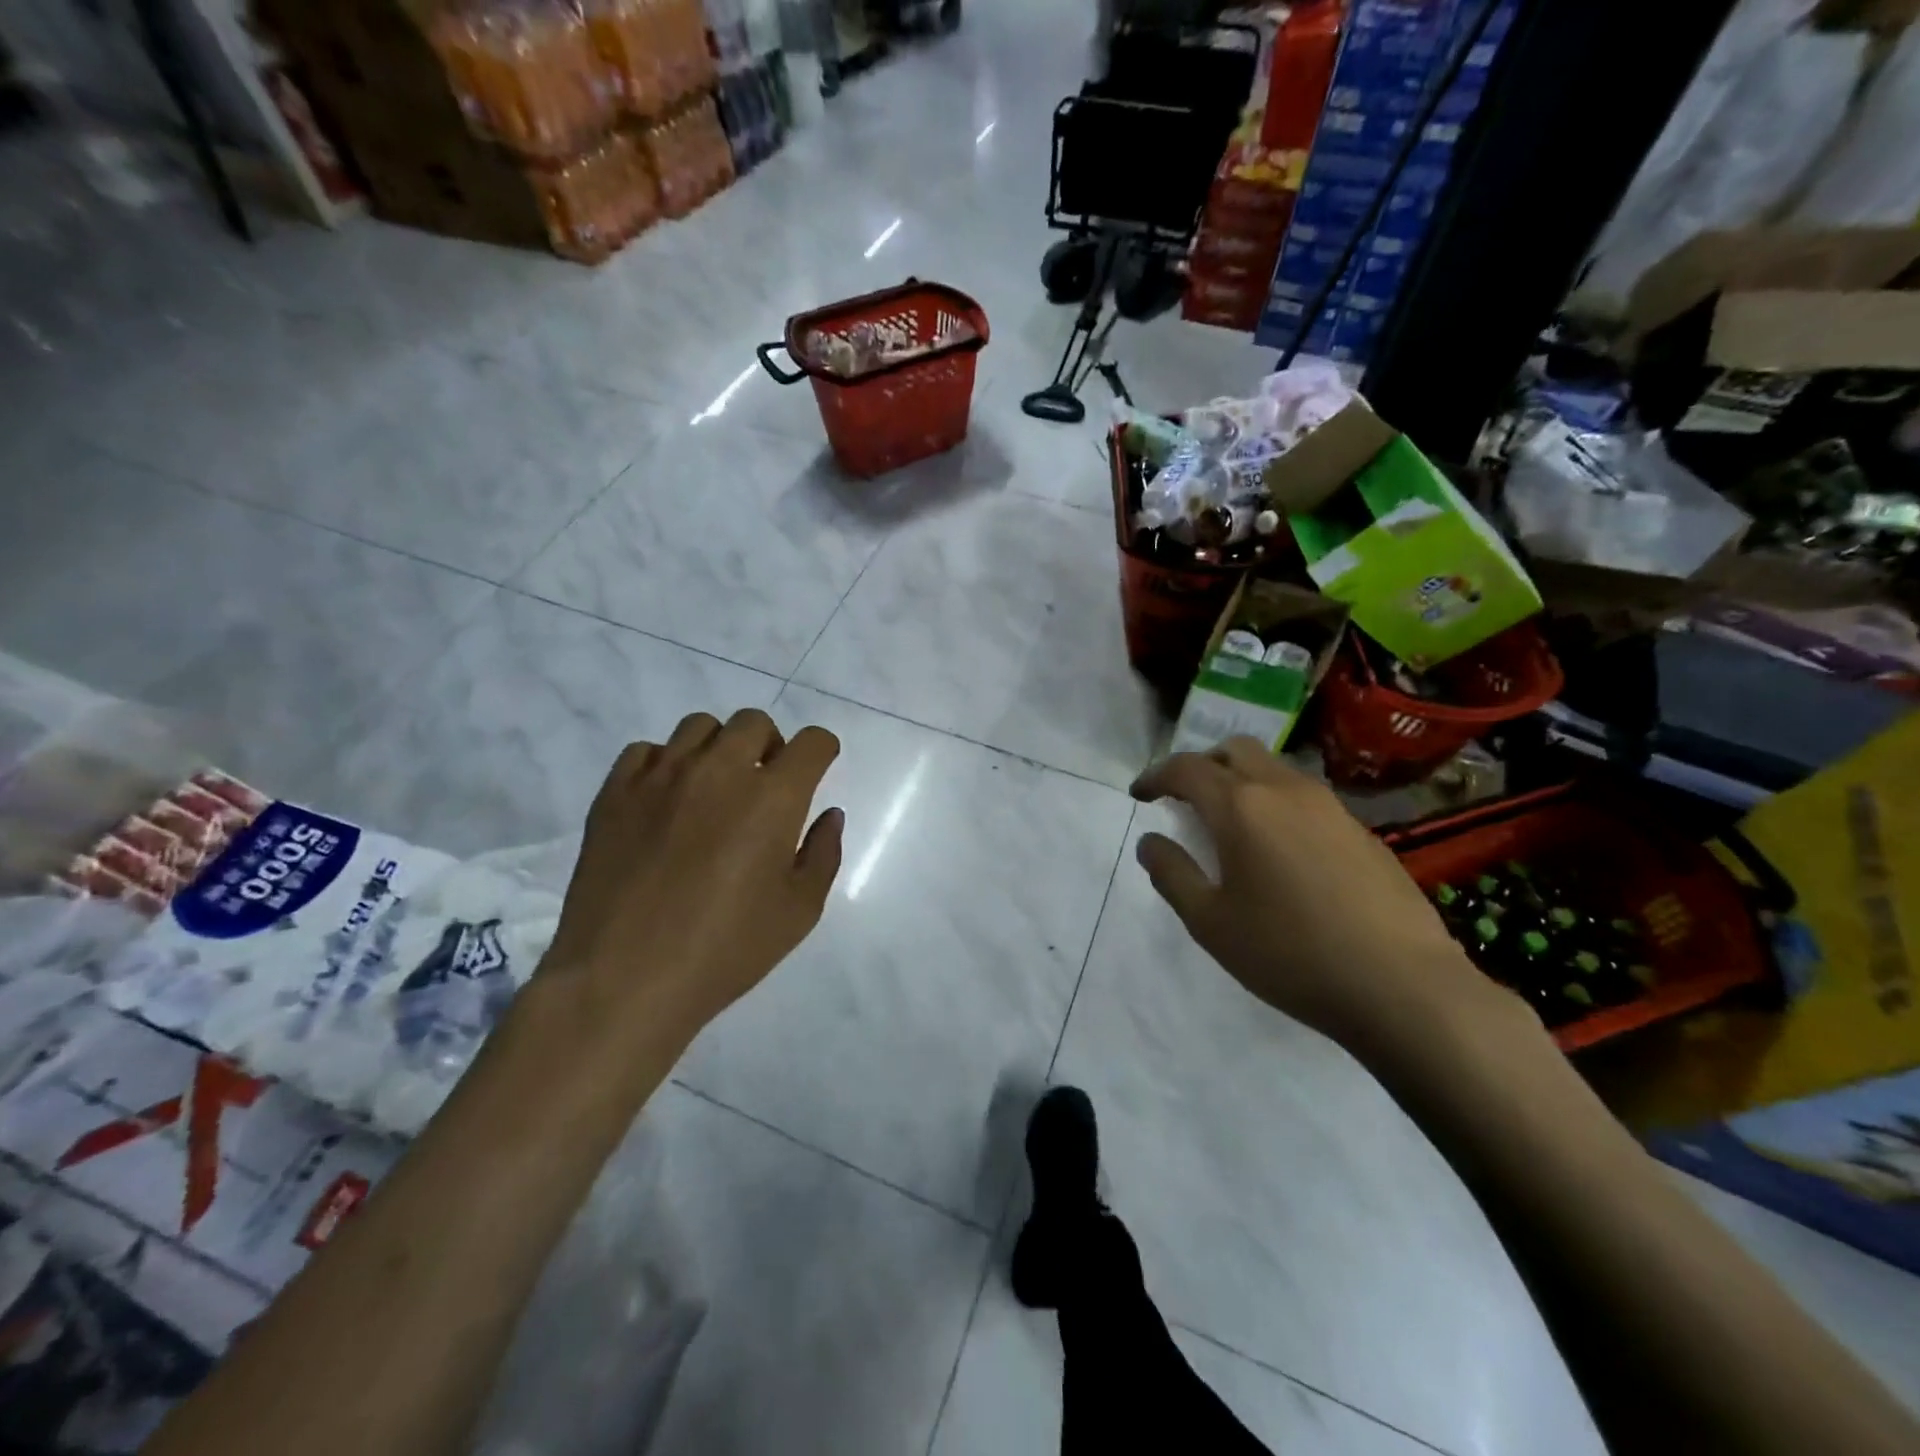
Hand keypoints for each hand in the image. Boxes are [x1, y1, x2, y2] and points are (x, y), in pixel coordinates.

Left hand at [537, 709, 844, 1054]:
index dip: (822, 749)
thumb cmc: (726, 950)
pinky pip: (645, 751)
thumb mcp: (799, 911)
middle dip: (771, 744)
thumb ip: (823, 854)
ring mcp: (661, 777)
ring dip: (719, 748)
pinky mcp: (615, 793)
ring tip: (714, 788)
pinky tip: (666, 800)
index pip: (811, 743)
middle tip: (766, 783)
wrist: (624, 978)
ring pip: (699, 727)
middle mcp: (719, 771)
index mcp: (772, 798)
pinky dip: (665, 763)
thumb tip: (829, 815)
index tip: (819, 766)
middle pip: (753, 722)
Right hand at [1131, 739, 1512, 1054]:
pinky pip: (1306, 797)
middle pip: (1235, 750)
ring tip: (1231, 824)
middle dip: (1202, 765)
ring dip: (1242, 781)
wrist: (1403, 986)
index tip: (1139, 794)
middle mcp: (1285, 790)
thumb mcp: (1210, 922)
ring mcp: (1330, 807)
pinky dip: (1277, 804)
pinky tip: (1281, 852)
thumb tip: (1150, 843)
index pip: (1186, 769)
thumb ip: (1171, 874)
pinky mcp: (1362, 830)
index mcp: (1241, 807)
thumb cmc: (1290, 954)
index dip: (1155, 776)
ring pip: (1275, 769)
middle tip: (1185, 799)